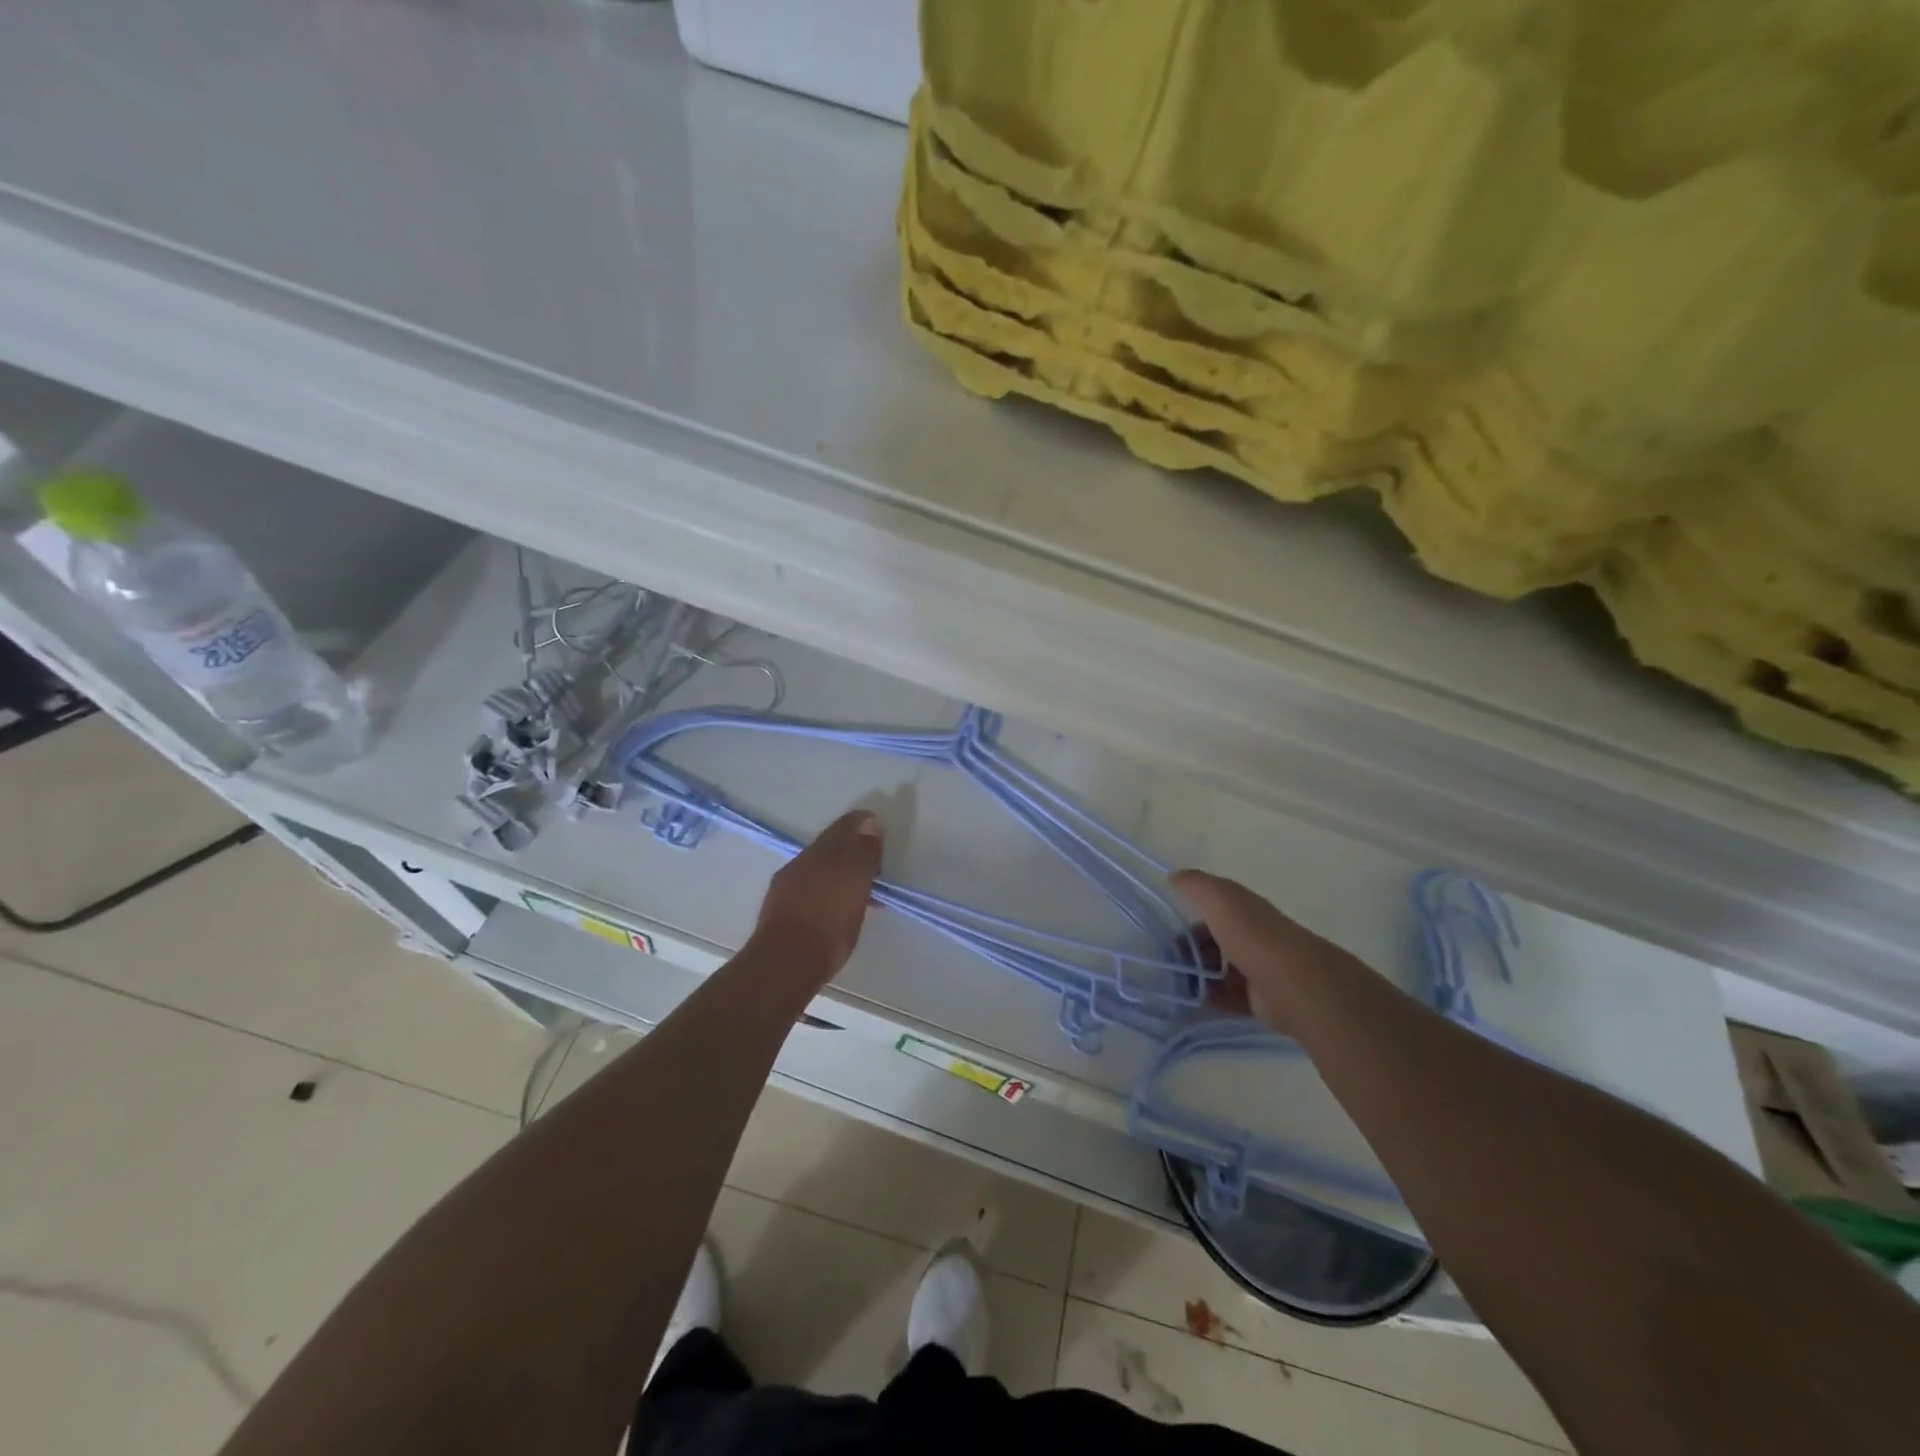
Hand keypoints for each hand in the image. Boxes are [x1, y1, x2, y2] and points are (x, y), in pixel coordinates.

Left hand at [751, 810, 884, 983]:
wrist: (783, 965)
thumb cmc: (828, 923)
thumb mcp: (855, 883)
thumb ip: (863, 852)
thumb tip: (869, 822)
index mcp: (819, 853)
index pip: (844, 827)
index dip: (862, 824)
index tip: (879, 828)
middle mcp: (800, 864)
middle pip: (830, 848)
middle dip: (852, 850)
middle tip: (874, 863)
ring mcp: (786, 888)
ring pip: (819, 871)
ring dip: (841, 875)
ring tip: (861, 893)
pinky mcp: (780, 912)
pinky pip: (811, 892)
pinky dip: (828, 894)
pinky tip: (836, 910)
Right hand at [1172, 869, 1353, 1033]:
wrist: (1290, 982)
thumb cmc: (1251, 934)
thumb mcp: (1219, 897)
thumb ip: (1195, 884)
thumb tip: (1174, 877)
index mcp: (1244, 910)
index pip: (1213, 909)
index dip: (1190, 916)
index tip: (1168, 931)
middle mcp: (1252, 937)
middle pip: (1214, 942)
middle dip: (1190, 951)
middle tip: (1169, 962)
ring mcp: (1257, 969)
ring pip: (1219, 971)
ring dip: (1197, 977)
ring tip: (1176, 983)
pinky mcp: (1259, 1000)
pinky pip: (1227, 998)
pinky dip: (1209, 999)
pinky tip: (1191, 1001)